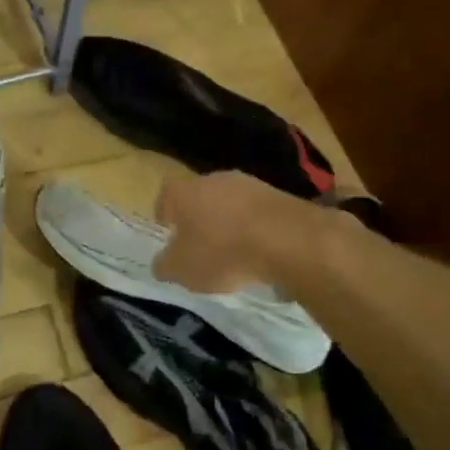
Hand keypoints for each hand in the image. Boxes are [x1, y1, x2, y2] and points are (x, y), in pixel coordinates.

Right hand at [153, 171, 298, 292]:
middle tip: (199, 246)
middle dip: (198, 219)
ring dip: (228, 223)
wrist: (288, 240)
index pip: (166, 194)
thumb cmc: (222, 253)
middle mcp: (214, 179)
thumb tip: (161, 263)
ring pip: (230, 203)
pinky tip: (259, 252)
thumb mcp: (182, 270)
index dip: (165, 212)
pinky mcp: (279, 195)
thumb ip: (165, 266)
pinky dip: (254, 229)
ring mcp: (250, 184)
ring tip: (232, 253)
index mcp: (184, 192)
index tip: (168, 232)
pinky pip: (257, 213)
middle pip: (199, 196)